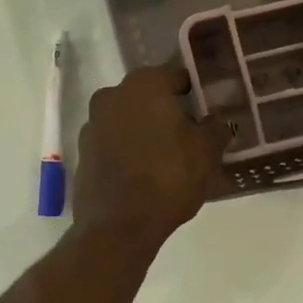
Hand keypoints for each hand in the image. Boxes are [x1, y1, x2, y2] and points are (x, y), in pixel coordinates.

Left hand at [73, 65, 227, 244]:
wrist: (118, 226)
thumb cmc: (168, 178)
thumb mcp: (206, 153)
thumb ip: (215, 129)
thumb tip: (219, 121)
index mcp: (144, 85)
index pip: (177, 76)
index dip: (196, 92)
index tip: (209, 110)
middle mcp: (112, 95)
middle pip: (149, 98)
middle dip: (169, 112)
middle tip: (192, 135)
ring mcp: (93, 124)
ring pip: (129, 120)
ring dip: (147, 132)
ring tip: (170, 159)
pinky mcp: (83, 153)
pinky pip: (114, 144)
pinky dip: (129, 151)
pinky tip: (145, 173)